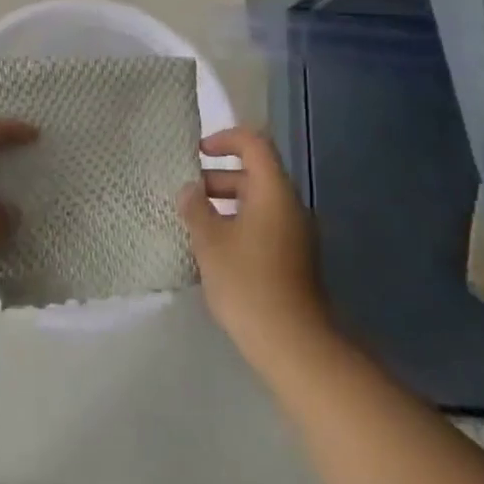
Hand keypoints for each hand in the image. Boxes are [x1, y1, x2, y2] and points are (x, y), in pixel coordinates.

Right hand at [180, 127, 330, 374]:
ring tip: (195, 222)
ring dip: (226, 204)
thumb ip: (196, 209)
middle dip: (218, 177)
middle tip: (187, 193)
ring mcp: (296, 233)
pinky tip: (215, 250)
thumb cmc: (248, 284)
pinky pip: (264, 225)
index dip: (225, 139)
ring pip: (258, 202)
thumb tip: (190, 190)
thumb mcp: (211, 243)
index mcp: (273, 191)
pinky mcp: (295, 258)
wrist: (295, 344)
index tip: (197, 152)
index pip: (254, 143)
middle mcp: (290, 205)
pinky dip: (239, 225)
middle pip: (255, 173)